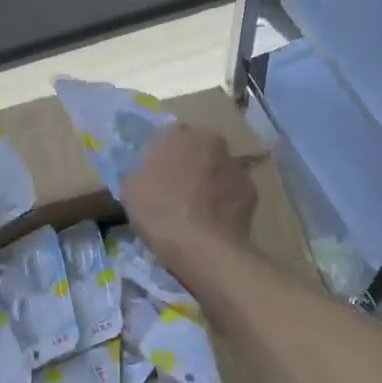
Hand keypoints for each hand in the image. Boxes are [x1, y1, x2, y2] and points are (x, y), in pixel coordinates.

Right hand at [123, 123, 255, 282]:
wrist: (203, 249)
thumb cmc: (160, 212)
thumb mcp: (129, 189)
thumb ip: (139, 170)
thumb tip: (146, 171)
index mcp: (178, 134)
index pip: (168, 136)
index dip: (162, 155)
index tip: (155, 175)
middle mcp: (211, 141)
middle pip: (197, 148)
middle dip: (189, 162)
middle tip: (177, 189)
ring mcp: (235, 165)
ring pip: (218, 168)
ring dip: (210, 180)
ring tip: (198, 208)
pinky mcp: (252, 190)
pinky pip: (233, 191)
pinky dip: (226, 200)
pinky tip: (216, 221)